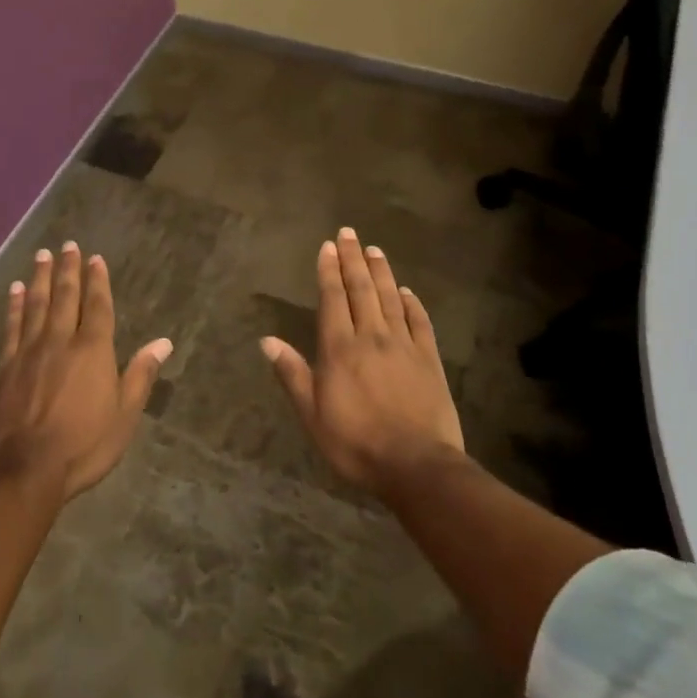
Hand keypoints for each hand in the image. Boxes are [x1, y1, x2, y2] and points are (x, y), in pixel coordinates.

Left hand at [0, 241, 171, 501]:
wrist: (24, 469)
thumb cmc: (83, 445)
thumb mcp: (124, 415)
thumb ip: (140, 375)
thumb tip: (163, 342)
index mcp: (93, 350)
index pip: (97, 305)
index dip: (98, 280)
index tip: (95, 258)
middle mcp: (61, 340)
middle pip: (65, 296)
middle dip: (68, 269)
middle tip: (67, 245)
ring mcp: (29, 351)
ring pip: (36, 304)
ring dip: (40, 278)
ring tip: (42, 255)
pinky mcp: (5, 366)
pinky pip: (11, 326)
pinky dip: (13, 305)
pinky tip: (14, 290)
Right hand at [262, 228, 464, 495]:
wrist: (416, 465)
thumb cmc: (356, 443)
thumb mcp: (312, 415)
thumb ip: (292, 374)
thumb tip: (267, 340)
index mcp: (340, 349)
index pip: (333, 299)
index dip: (329, 271)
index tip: (328, 247)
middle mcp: (371, 337)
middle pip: (361, 290)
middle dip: (352, 259)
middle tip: (349, 233)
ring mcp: (404, 345)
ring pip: (390, 298)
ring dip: (381, 272)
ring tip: (374, 250)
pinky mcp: (429, 359)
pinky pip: (419, 322)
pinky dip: (412, 303)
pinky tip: (407, 291)